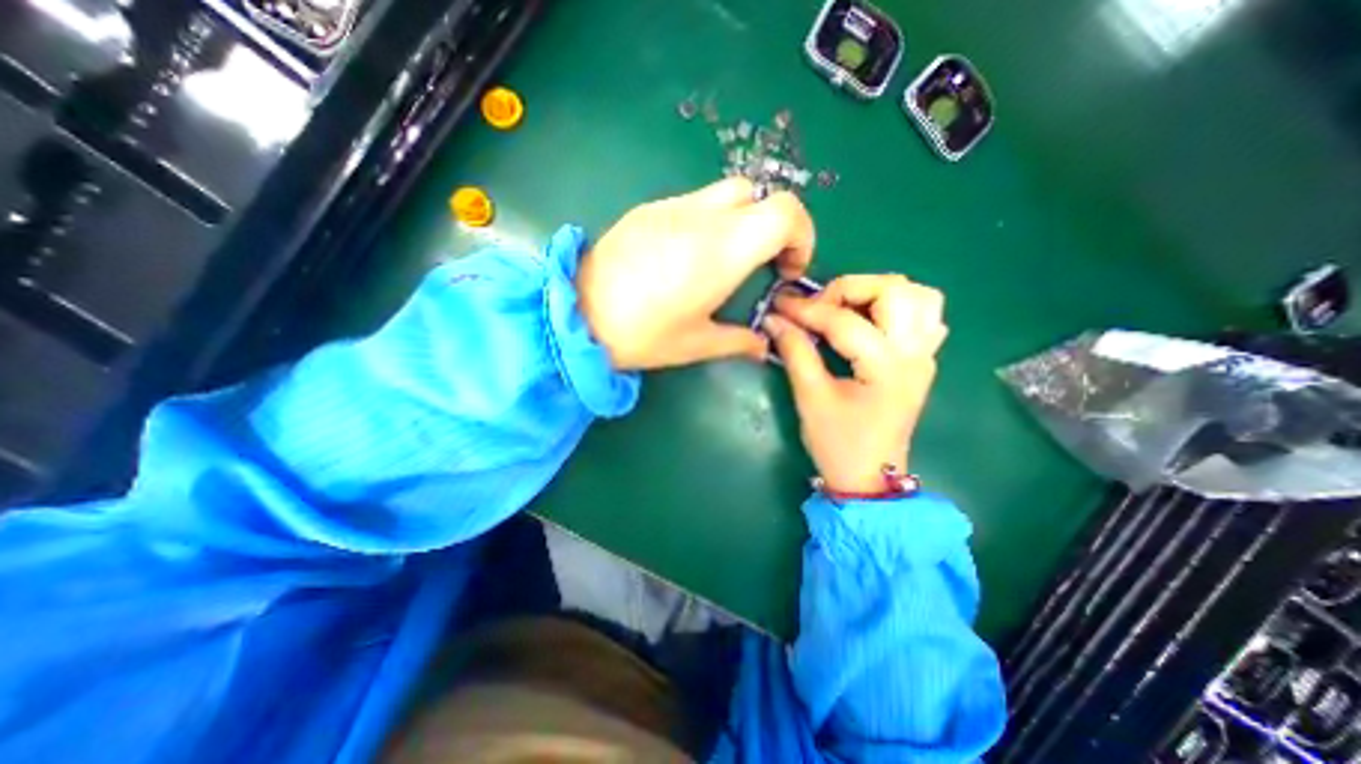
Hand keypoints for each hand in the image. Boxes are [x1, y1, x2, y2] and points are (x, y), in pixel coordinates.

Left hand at [577, 179, 810, 368]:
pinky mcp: (647, 209)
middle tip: (759, 264)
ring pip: (726, 193)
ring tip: (721, 262)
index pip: (786, 211)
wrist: (575, 316)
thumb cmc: (642, 335)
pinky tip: (685, 257)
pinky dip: (708, 221)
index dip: (801, 235)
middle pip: (758, 194)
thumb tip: (764, 347)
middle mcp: (702, 218)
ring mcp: (670, 207)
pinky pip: (693, 202)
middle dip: (771, 226)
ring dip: (739, 221)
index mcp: (722, 251)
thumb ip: (740, 341)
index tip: (785, 270)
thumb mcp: (697, 345)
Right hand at [763, 275, 949, 493]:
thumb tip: (774, 319)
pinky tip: (871, 321)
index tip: (779, 306)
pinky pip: (924, 316)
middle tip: (818, 307)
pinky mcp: (922, 361)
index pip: (844, 320)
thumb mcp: (811, 399)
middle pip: (895, 290)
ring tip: (846, 308)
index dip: (807, 309)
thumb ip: (795, 353)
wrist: (871, 478)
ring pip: (918, 296)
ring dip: (878, 292)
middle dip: (849, 289)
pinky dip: (898, 307)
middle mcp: (914, 353)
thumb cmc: (839, 443)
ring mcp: (924, 355)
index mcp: (886, 367)